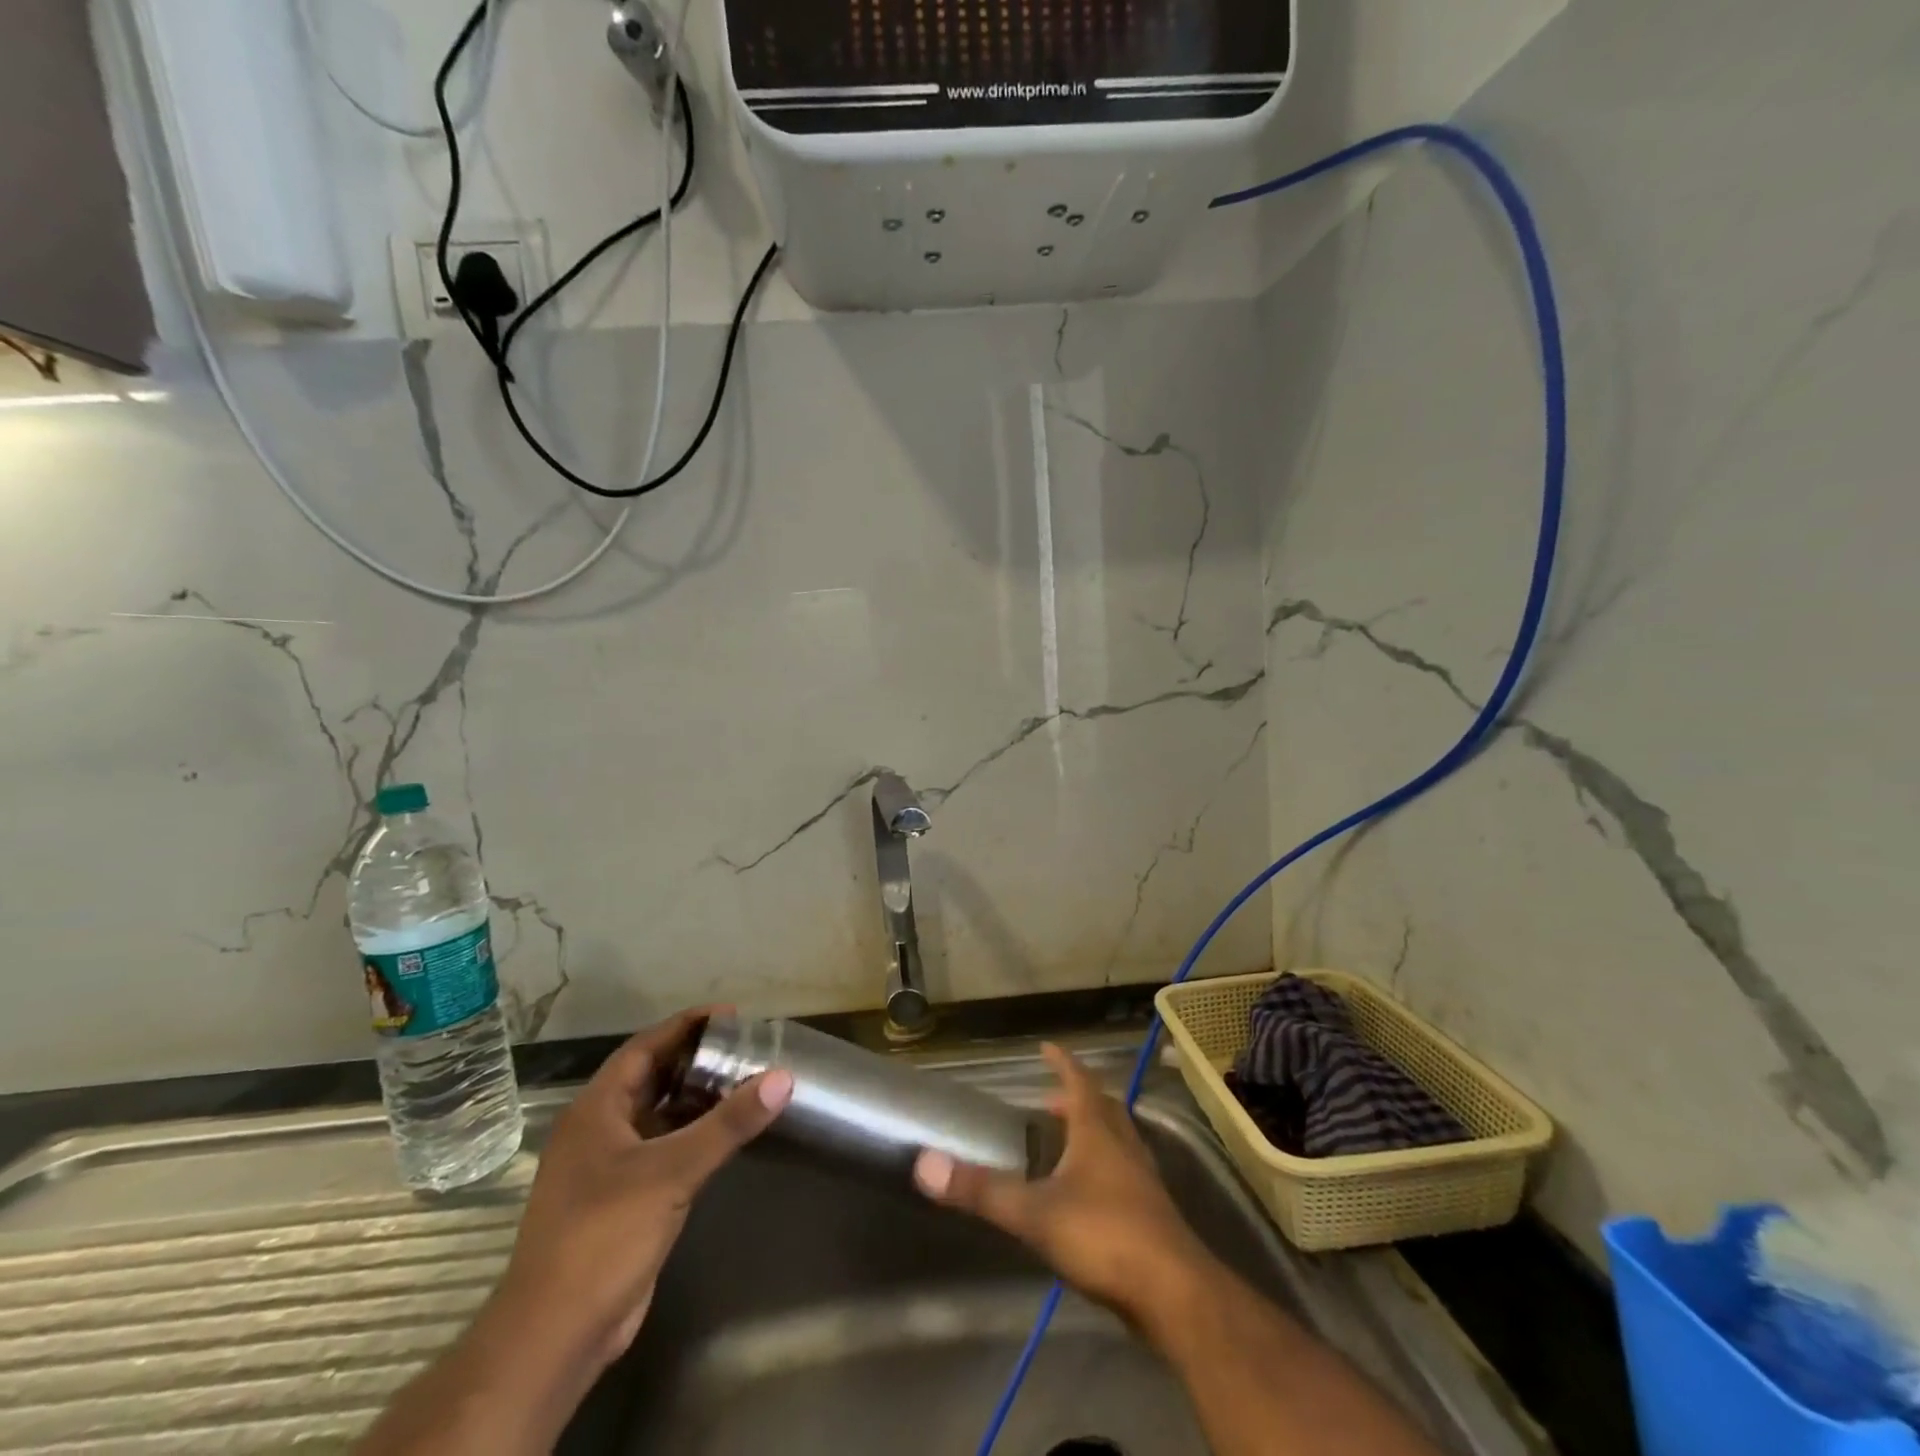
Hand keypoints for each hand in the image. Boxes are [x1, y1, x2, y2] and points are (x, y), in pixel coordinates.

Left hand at [495, 1009, 792, 1372]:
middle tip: (743, 1047)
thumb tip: (782, 1078)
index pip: (644, 1048)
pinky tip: (724, 1134)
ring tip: (743, 1081)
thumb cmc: (604, 1235)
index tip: (729, 1015)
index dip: (685, 1026)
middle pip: (651, 1078)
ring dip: (695, 1098)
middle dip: (695, 1060)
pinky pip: (662, 1148)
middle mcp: (598, 1130)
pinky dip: (691, 1134)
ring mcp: (607, 1167)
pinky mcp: (622, 1199)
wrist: (556, 1335)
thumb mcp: (671, 1171)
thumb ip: (727, 1124)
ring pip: (657, 1115)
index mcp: (596, 1110)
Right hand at [912, 1043, 1210, 1324]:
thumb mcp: (1035, 1213)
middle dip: (1077, 1098)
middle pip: (1103, 1108)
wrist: (1174, 1293)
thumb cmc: (1105, 1235)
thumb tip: (927, 1164)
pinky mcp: (1152, 1215)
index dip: (1062, 1062)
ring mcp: (1142, 1180)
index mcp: (1098, 1132)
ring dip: (1093, 1132)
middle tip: (1051, 1100)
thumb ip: (982, 1191)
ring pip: (1117, 1140)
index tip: (1047, 1046)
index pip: (1080, 1081)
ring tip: (1066, 1143)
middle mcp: (1123, 1146)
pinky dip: (1105, 1167)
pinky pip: (1125, 1174)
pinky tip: (1089, 1195)